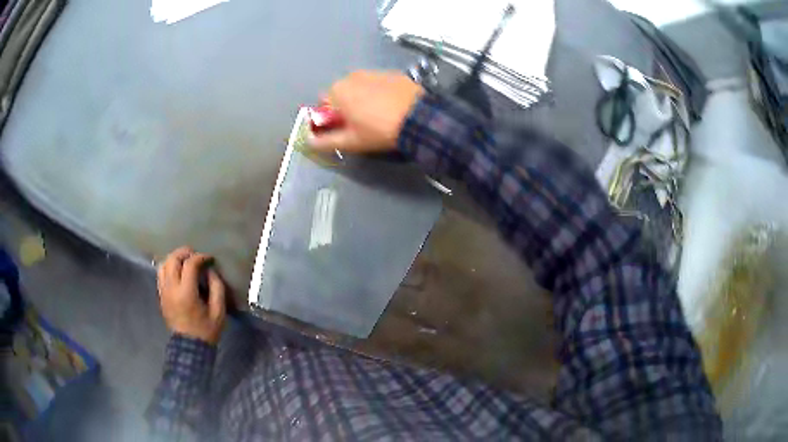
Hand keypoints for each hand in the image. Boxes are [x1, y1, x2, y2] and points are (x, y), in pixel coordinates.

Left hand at [157, 247, 226, 344]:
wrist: (189, 348)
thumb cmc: (206, 330)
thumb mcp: (218, 311)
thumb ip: (217, 288)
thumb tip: (210, 271)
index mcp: (186, 293)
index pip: (190, 264)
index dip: (201, 257)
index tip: (210, 259)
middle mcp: (171, 289)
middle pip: (173, 259)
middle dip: (185, 252)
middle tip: (196, 255)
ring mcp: (163, 292)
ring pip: (163, 264)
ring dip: (174, 258)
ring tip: (185, 261)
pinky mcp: (161, 296)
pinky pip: (160, 274)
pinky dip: (168, 267)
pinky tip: (177, 271)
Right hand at [308, 70, 423, 152]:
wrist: (419, 118)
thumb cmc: (379, 130)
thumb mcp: (351, 141)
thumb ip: (326, 142)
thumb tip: (309, 143)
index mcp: (337, 90)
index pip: (323, 105)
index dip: (330, 119)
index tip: (342, 130)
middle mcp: (352, 75)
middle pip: (342, 94)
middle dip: (346, 107)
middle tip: (360, 124)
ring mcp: (374, 72)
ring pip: (360, 87)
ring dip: (363, 99)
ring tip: (378, 116)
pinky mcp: (393, 74)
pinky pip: (379, 84)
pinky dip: (380, 93)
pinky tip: (391, 107)